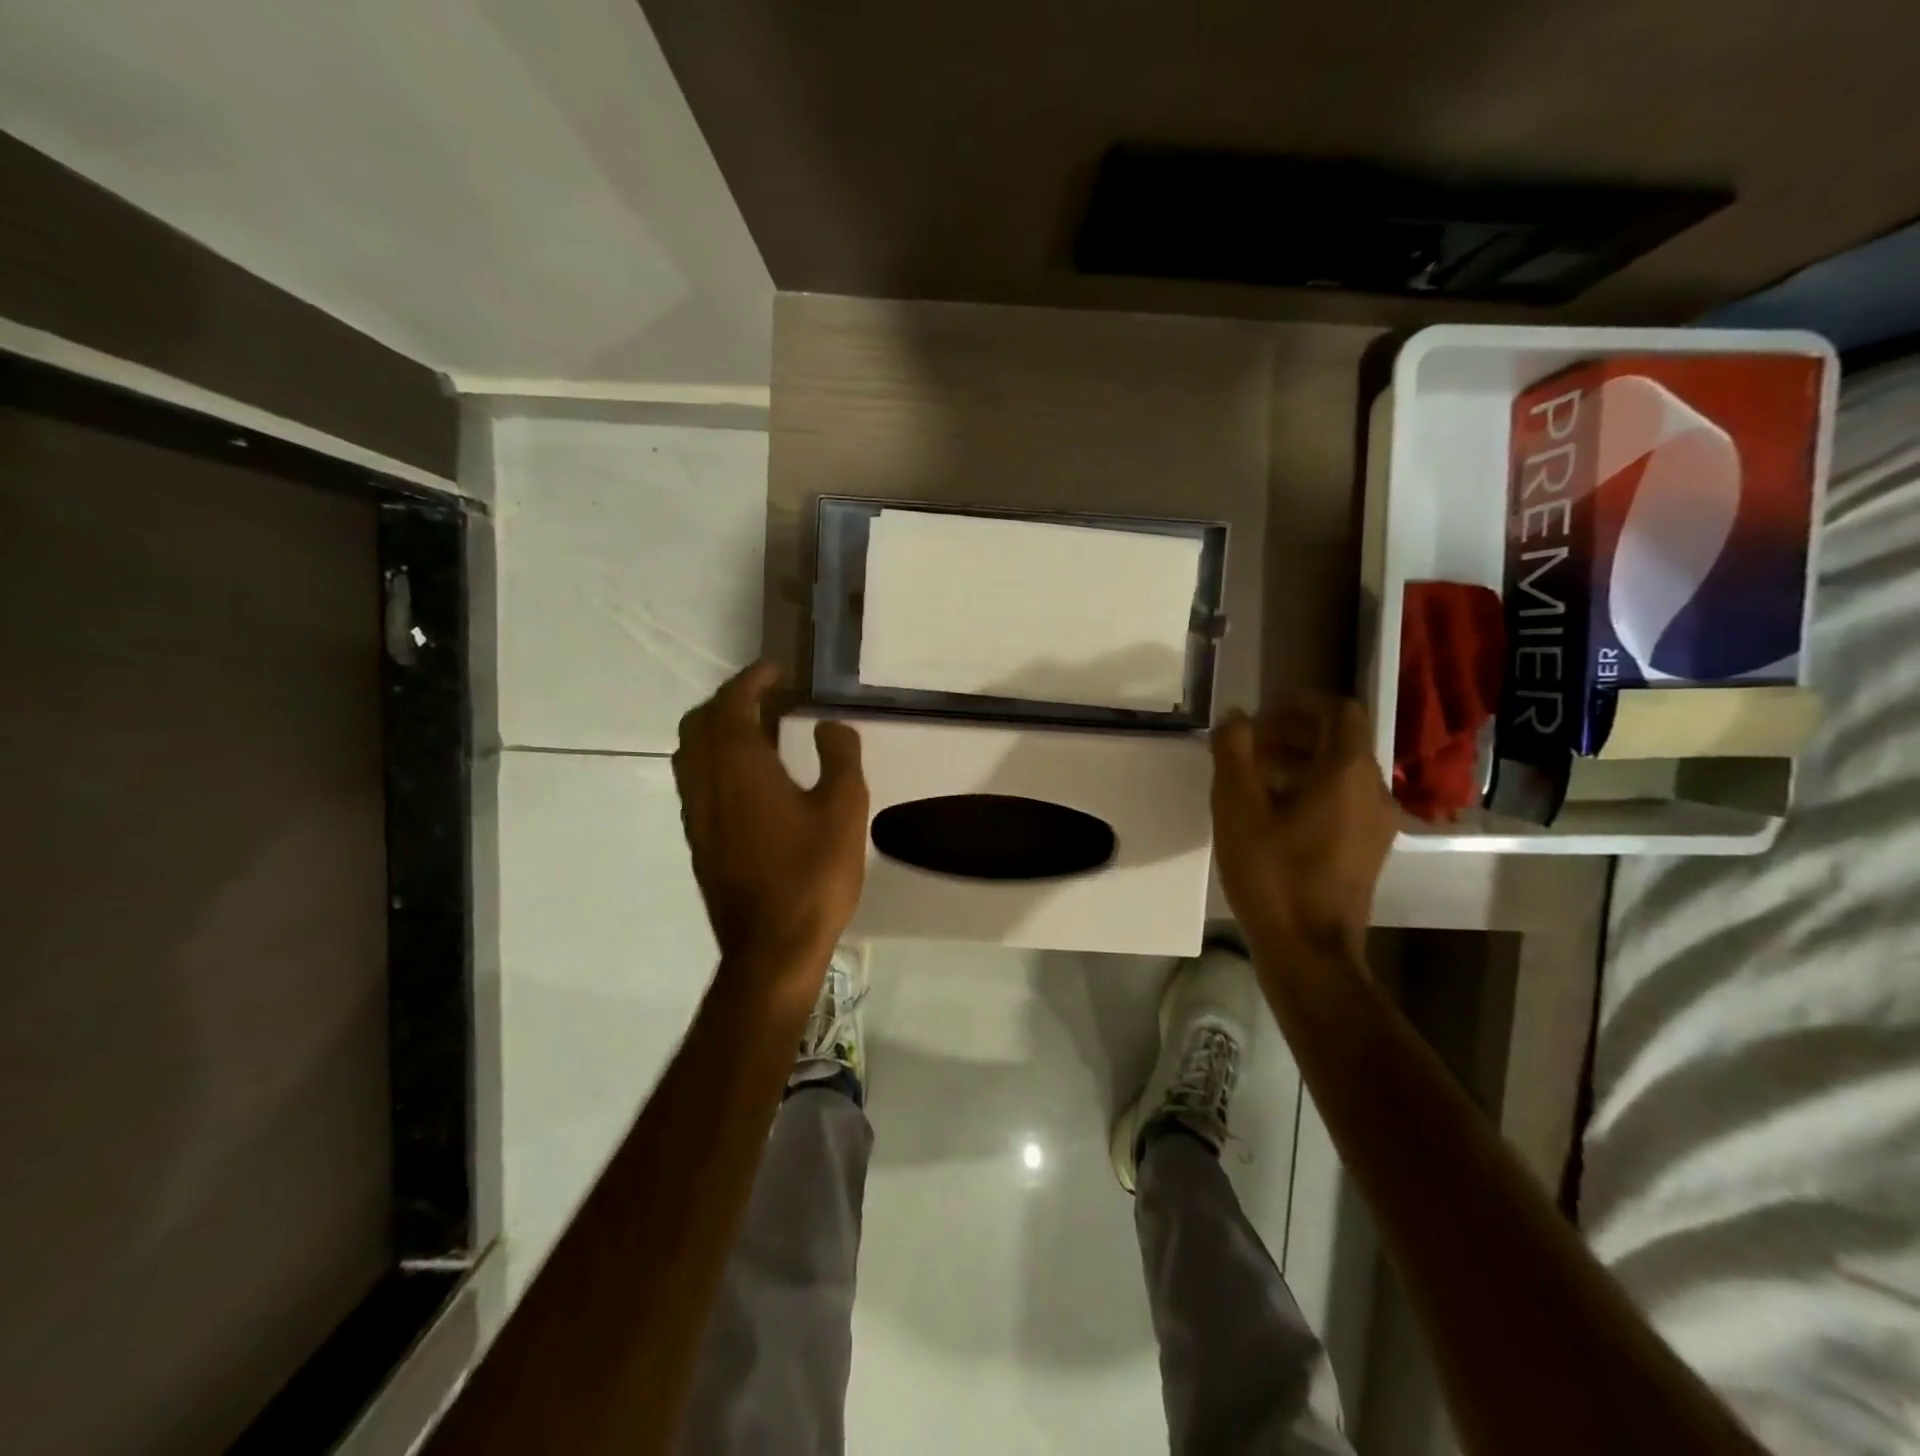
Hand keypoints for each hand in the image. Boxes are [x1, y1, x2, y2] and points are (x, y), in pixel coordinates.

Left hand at [673, 663, 869, 980]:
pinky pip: (697, 781)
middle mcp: (707, 783)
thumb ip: (839, 755)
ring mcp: (697, 814)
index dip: (752, 680)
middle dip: (729, 701)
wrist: (772, 948)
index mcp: (739, 767)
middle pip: (700, 723)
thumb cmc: (813, 874)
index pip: (732, 705)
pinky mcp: (699, 841)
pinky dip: (716, 760)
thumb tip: (828, 725)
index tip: (776, 670)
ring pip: (692, 753)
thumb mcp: (844, 808)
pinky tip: (750, 778)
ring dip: (718, 730)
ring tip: (758, 730)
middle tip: (767, 697)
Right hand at [1209, 691, 1397, 960]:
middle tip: (1249, 745)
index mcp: (1347, 772)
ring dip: (1301, 761)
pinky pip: (1345, 800)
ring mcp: (1377, 823)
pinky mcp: (1369, 849)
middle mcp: (1374, 790)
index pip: (1339, 711)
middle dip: (1294, 732)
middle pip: (1341, 740)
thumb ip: (1233, 751)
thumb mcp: (1237, 807)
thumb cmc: (1271, 873)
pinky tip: (1275, 813)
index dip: (1300, 704)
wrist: (1309, 951)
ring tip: (1255, 777)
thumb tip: (1236, 716)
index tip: (1263, 714)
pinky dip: (1313, 789)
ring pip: (1342, 772)